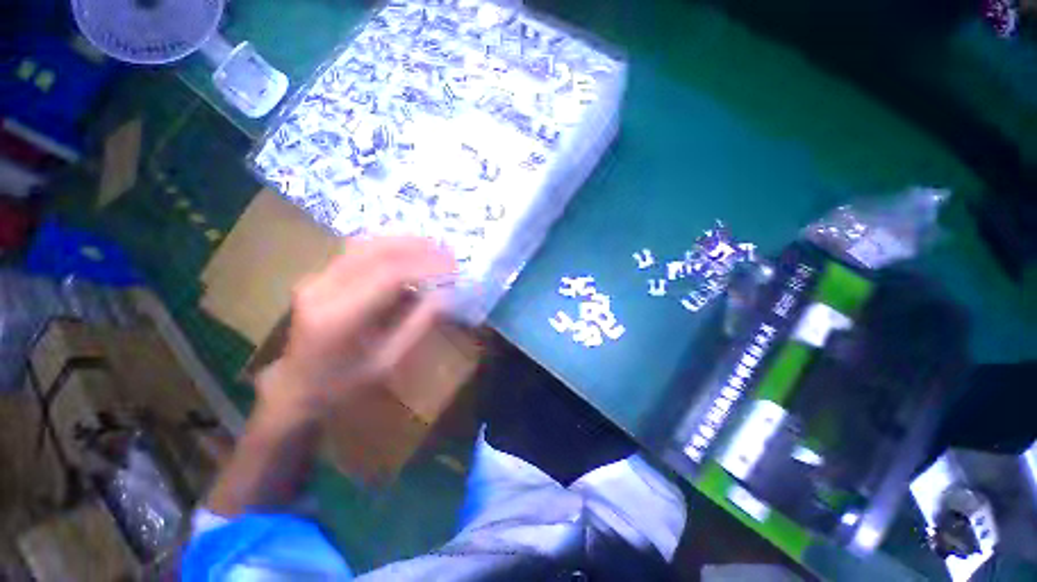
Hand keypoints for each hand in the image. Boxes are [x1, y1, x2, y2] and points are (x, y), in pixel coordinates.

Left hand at [255, 237, 455, 426]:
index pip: (389, 275)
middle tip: (448, 253)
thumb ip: (418, 324)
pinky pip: (358, 250)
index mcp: (338, 317)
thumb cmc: (344, 385)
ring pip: (365, 243)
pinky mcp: (319, 275)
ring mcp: (315, 278)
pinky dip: (389, 246)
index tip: (454, 267)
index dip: (426, 266)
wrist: (296, 387)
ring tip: (434, 247)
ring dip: (404, 242)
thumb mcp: (388, 361)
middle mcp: (321, 289)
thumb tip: (446, 294)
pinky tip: (409, 251)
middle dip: (418, 247)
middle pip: (375, 250)